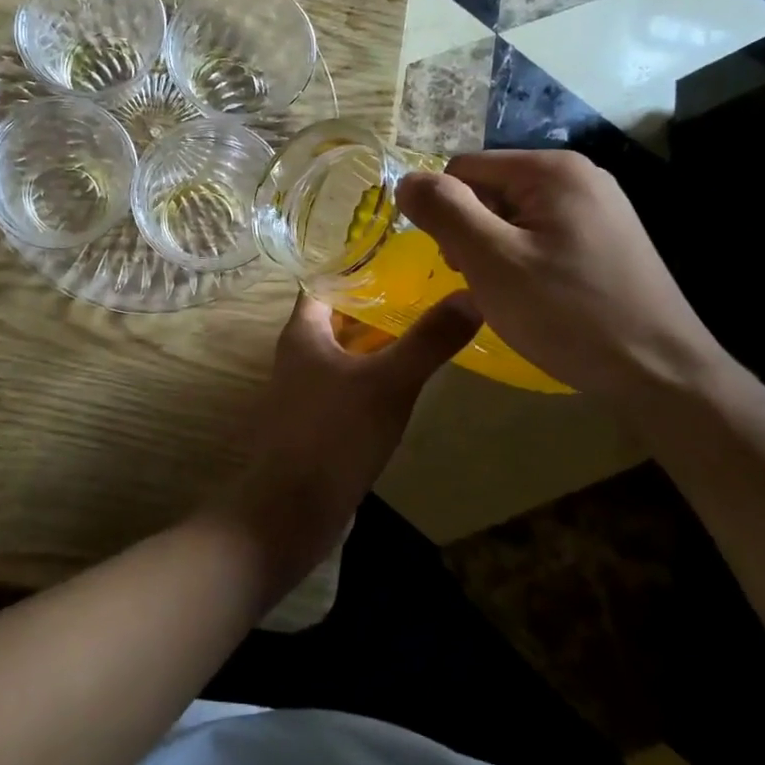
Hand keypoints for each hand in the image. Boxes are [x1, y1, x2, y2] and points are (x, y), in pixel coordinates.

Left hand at [210, 292, 480, 595]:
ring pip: (344, 351)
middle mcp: (298, 354)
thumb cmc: (334, 434)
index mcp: (302, 331)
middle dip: (376, 303)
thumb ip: (428, 340)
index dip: (357, 265)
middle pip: (337, 315)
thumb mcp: (389, 382)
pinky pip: (347, 384)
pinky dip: (372, 374)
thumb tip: (473, 294)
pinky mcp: (317, 421)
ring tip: (423, 328)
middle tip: (425, 290)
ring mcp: (305, 390)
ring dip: (376, 340)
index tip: (400, 255)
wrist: (291, 509)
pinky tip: (405, 382)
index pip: (325, 280)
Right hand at [397, 151, 727, 402]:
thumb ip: (444, 211)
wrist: (661, 374)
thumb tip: (405, 180)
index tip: (459, 263)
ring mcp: (597, 206)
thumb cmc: (568, 314)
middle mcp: (577, 175)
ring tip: (509, 294)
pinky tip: (536, 296)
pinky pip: (539, 234)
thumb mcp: (491, 260)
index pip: (462, 169)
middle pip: (488, 189)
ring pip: (511, 214)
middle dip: (472, 232)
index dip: (447, 213)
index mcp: (551, 169)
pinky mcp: (605, 237)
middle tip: (485, 282)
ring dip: (494, 250)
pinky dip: (523, 260)